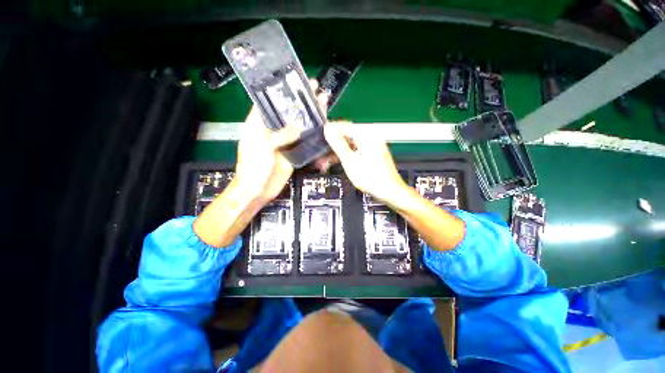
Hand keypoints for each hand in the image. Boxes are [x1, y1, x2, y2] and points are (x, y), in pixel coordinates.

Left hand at [234, 80, 328, 201]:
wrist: (257, 190)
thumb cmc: (253, 167)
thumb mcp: (263, 146)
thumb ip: (281, 134)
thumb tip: (300, 125)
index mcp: (258, 123)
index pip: (270, 101)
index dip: (282, 91)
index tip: (295, 81)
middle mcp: (272, 130)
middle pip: (288, 113)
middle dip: (301, 102)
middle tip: (314, 89)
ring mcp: (284, 142)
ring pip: (298, 126)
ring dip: (309, 117)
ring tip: (322, 104)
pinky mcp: (293, 152)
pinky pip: (304, 142)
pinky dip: (312, 136)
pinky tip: (322, 127)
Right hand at [323, 122, 407, 202]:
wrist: (390, 191)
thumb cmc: (374, 179)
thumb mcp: (351, 161)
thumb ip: (338, 144)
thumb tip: (328, 131)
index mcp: (367, 135)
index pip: (343, 126)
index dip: (329, 131)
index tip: (319, 137)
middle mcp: (370, 137)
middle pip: (346, 136)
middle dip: (332, 146)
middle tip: (321, 155)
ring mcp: (371, 146)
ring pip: (349, 145)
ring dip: (337, 153)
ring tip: (325, 162)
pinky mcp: (371, 153)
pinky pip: (355, 151)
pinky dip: (345, 156)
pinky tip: (337, 163)